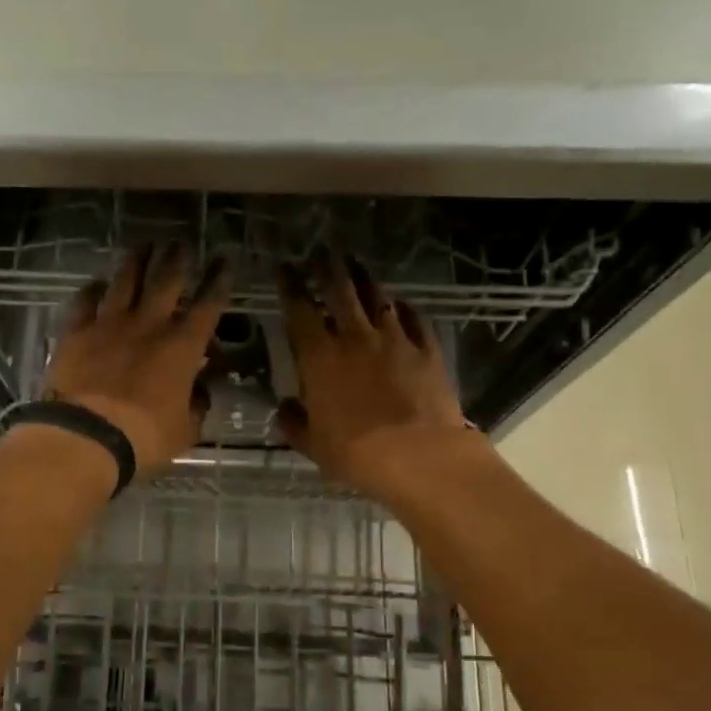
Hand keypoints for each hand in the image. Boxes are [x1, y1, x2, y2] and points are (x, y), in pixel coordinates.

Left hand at [42, 245, 231, 475]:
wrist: (86, 436)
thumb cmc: (145, 438)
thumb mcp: (185, 429)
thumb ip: (196, 405)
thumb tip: (200, 392)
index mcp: (182, 347)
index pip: (208, 305)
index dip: (218, 281)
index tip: (223, 261)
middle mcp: (148, 325)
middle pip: (166, 281)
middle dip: (177, 259)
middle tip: (180, 243)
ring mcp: (109, 324)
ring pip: (125, 281)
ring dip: (136, 261)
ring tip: (143, 245)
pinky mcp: (76, 333)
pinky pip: (84, 302)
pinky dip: (92, 291)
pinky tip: (96, 284)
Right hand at [275, 250, 476, 497]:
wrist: (420, 456)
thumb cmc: (356, 453)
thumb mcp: (313, 444)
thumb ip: (294, 422)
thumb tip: (285, 408)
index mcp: (319, 357)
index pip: (299, 310)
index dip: (290, 286)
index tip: (285, 269)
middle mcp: (355, 338)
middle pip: (340, 290)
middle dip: (327, 268)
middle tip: (321, 253)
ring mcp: (394, 339)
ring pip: (377, 297)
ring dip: (363, 278)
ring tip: (355, 265)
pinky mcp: (426, 349)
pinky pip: (413, 318)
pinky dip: (402, 307)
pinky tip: (399, 303)